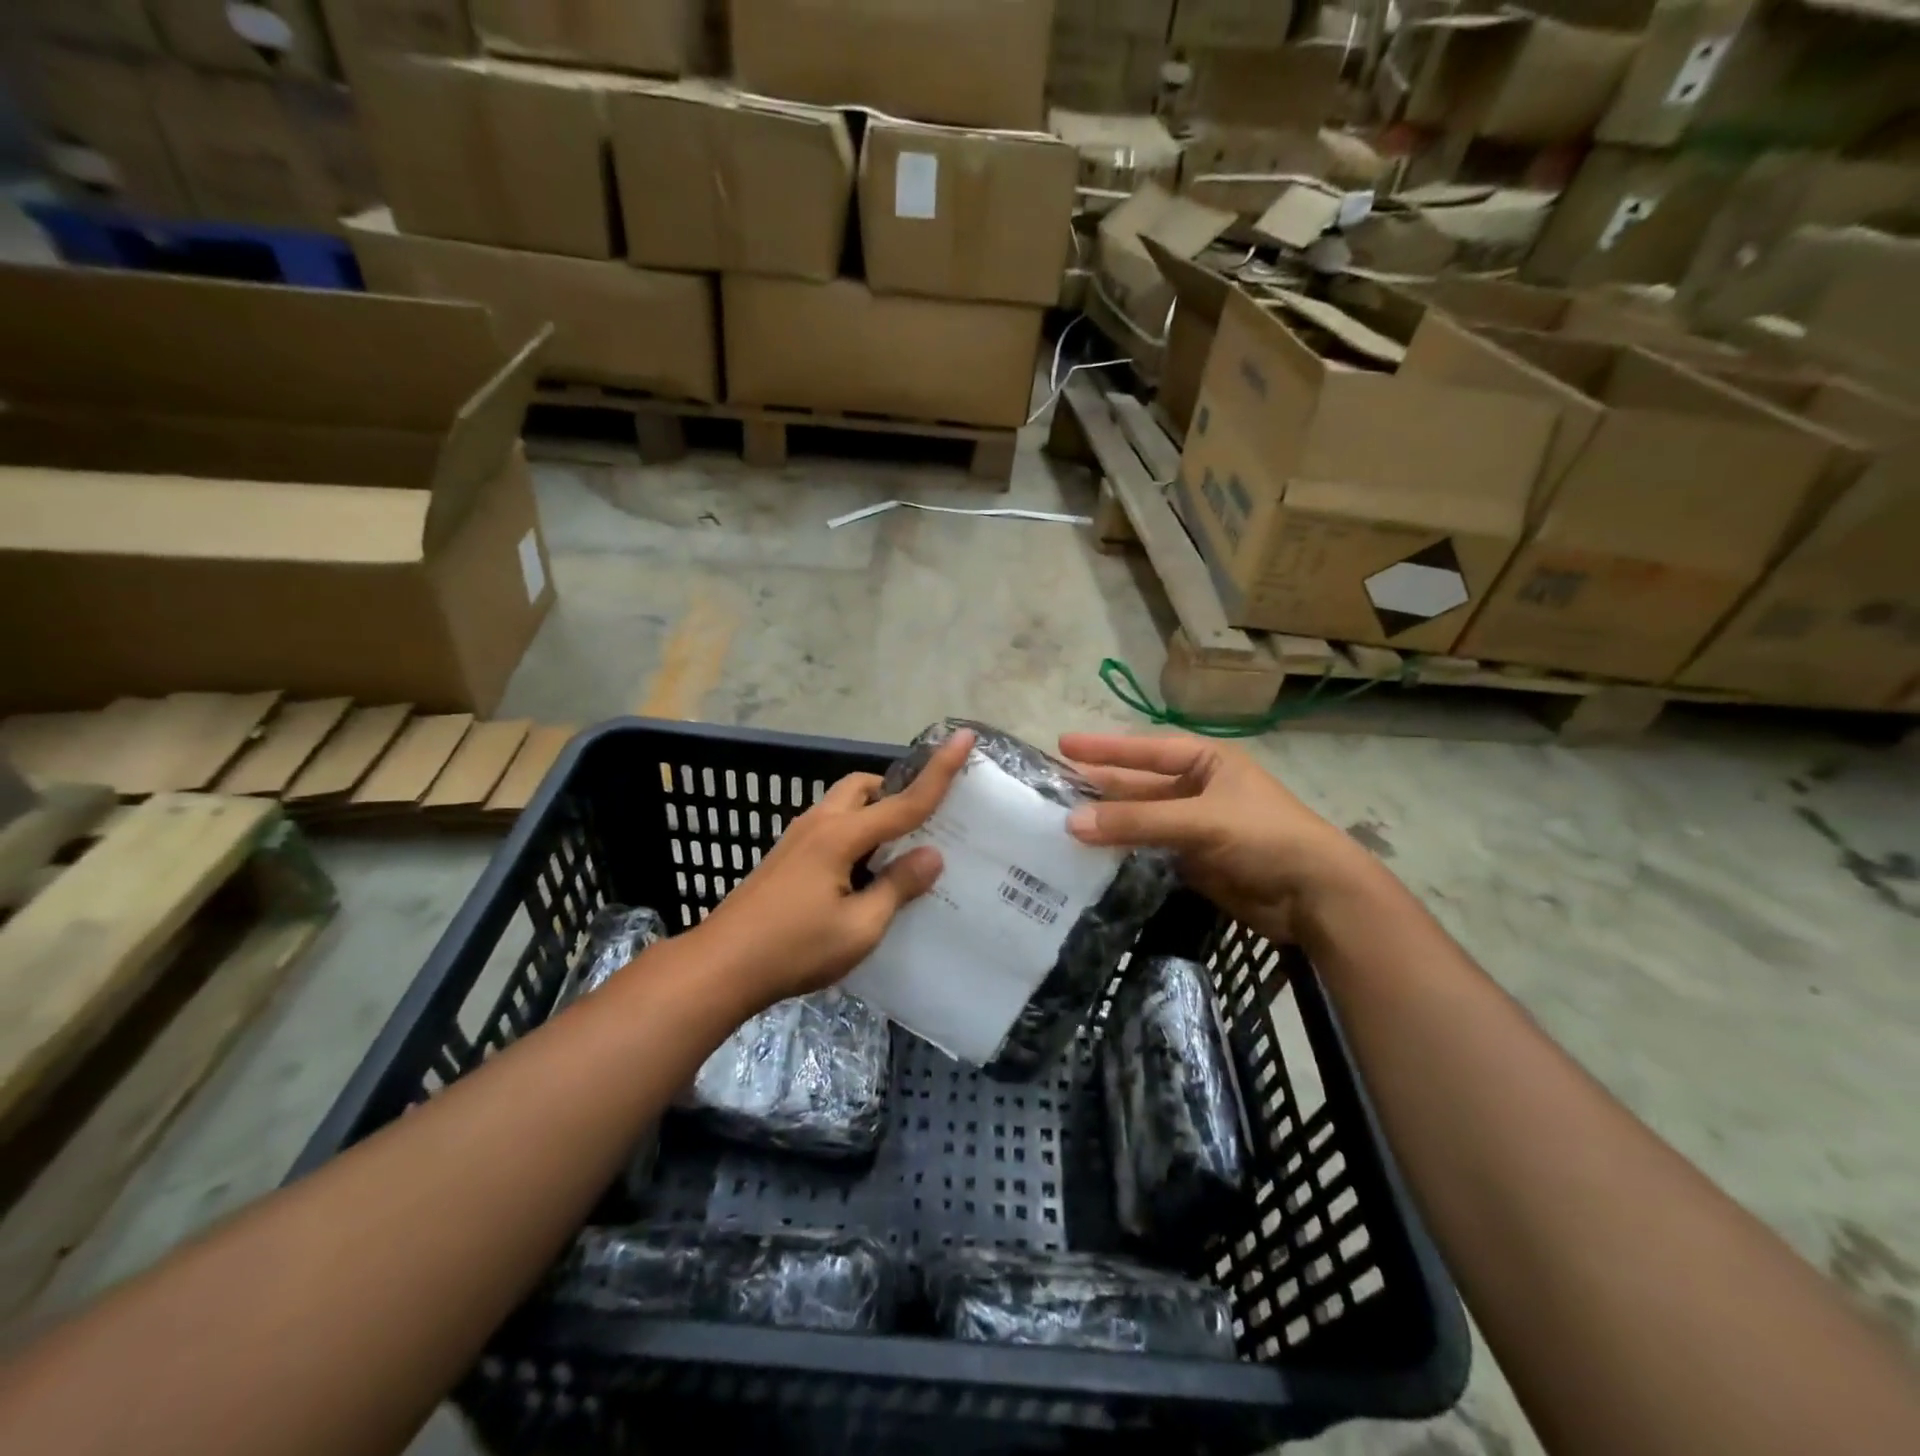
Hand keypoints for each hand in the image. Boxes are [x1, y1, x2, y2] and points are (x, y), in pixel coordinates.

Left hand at [693, 729, 974, 1006]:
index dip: (939, 771)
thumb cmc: (794, 949)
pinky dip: (854, 834)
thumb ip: (897, 887)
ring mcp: (796, 839)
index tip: (964, 737)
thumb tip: (931, 855)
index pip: (903, 801)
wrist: (720, 968)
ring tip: (894, 854)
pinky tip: (860, 875)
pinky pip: (830, 827)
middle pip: (863, 787)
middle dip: (895, 791)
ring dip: (872, 814)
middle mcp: (818, 824)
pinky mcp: (785, 857)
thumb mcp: (859, 927)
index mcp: (841, 836)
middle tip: (921, 822)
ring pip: (843, 805)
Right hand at [1059, 732, 1376, 944]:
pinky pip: (1147, 852)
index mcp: (1207, 762)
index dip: (1105, 749)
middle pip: (1139, 786)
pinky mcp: (1192, 862)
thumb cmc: (1264, 837)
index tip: (1063, 745)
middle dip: (1100, 788)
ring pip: (1140, 821)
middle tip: (1053, 789)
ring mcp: (1194, 828)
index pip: (1146, 751)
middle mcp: (1197, 790)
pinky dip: (1121, 853)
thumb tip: (1071, 823)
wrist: (1315, 897)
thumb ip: (1137, 822)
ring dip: (1107, 823)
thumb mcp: (1200, 821)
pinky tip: (1089, 856)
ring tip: (1060, 823)